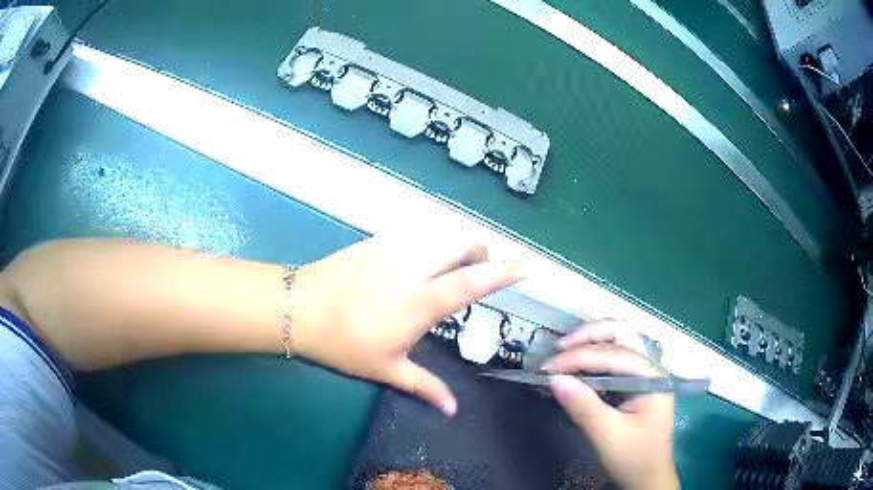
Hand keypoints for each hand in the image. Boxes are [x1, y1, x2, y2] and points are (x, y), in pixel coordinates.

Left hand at [292, 236, 524, 415]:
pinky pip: (414, 234)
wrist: (300, 308)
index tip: (525, 266)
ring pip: (439, 234)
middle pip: (461, 243)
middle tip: (479, 268)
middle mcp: (413, 269)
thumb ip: (424, 387)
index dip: (503, 272)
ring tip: (450, 265)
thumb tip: (452, 410)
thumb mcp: (386, 369)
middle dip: (480, 250)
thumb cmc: (344, 344)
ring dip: (454, 245)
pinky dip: (428, 243)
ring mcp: (393, 249)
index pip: (472, 282)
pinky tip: (416, 261)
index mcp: (421, 303)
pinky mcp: (375, 241)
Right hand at [547, 322, 678, 489]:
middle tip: (559, 348)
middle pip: (622, 334)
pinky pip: (614, 358)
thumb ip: (584, 406)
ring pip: (619, 341)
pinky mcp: (634, 383)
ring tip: (564, 351)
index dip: (580, 357)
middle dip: (589, 335)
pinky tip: (577, 364)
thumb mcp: (607, 436)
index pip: (615, 355)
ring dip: (591, 340)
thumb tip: (554, 379)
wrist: (647, 477)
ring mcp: (644, 374)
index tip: (549, 367)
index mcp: (652, 377)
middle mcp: (650, 368)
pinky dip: (593, 355)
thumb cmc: (633, 457)